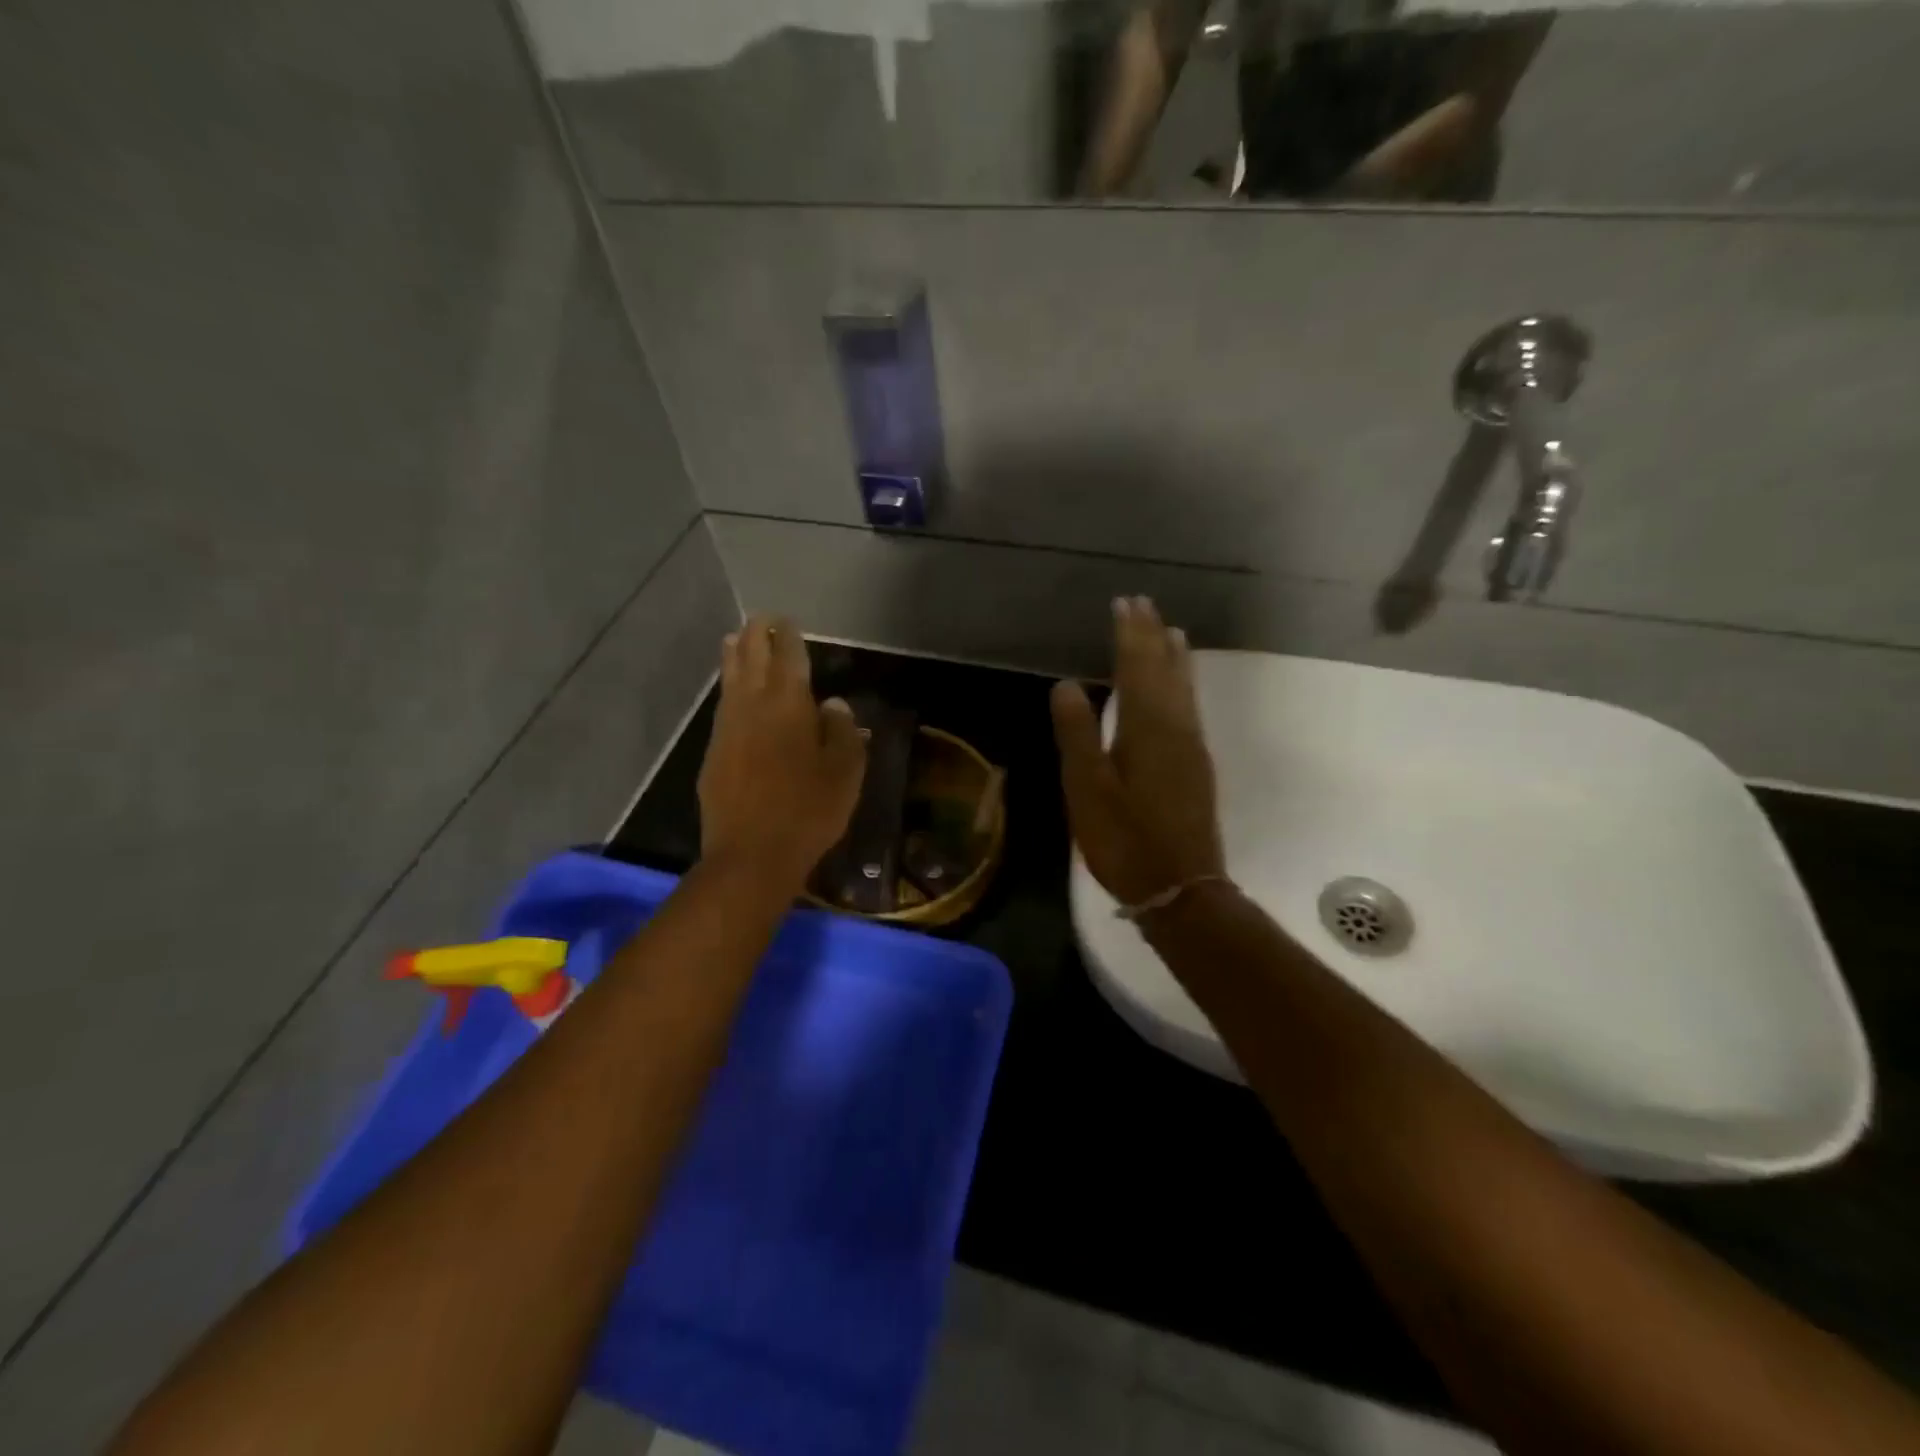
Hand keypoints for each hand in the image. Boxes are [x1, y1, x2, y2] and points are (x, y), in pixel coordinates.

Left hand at [698, 616, 866, 886]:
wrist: (751, 855)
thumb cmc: (808, 810)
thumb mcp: (844, 772)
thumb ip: (841, 731)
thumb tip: (833, 704)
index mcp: (789, 705)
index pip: (788, 657)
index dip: (788, 636)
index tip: (786, 620)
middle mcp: (752, 707)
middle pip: (750, 660)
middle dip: (755, 636)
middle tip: (760, 619)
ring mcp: (727, 730)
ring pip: (729, 682)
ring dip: (733, 657)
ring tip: (733, 640)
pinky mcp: (713, 755)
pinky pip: (722, 709)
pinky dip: (727, 691)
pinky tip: (731, 695)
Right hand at [1051, 596, 1225, 907]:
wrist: (1180, 888)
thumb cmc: (1124, 839)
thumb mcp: (1087, 788)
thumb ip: (1077, 734)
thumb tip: (1066, 684)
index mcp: (1145, 728)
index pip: (1136, 667)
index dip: (1129, 634)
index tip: (1124, 602)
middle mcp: (1175, 727)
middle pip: (1164, 670)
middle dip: (1152, 636)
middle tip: (1144, 604)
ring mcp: (1191, 746)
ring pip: (1183, 687)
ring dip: (1173, 656)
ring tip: (1170, 630)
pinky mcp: (1197, 765)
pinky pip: (1190, 707)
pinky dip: (1184, 684)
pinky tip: (1181, 685)